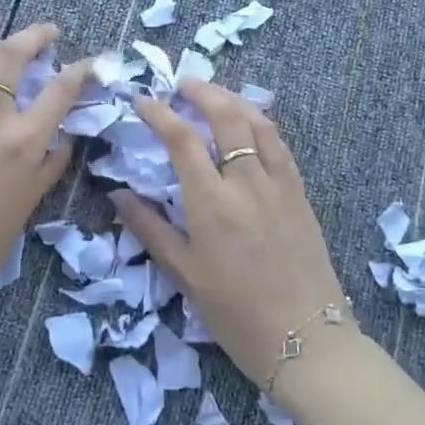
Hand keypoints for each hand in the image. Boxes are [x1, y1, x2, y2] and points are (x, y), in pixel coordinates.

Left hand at [0, 22, 90, 313]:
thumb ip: (50, 164)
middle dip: (34, 36)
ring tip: (8, 49)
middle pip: (11, 56)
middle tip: (48, 34)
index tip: (93, 62)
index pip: (61, 90)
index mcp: (24, 141)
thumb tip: (62, 138)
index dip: (81, 70)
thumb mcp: (30, 203)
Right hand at [109, 80, 353, 387]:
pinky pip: (281, 145)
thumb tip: (118, 195)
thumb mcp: (185, 275)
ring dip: (234, 100)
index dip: (160, 114)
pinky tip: (251, 123)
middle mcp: (247, 183)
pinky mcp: (300, 193)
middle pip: (226, 117)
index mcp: (212, 204)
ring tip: (215, 95)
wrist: (306, 340)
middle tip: (183, 84)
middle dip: (202, 92)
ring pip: (258, 123)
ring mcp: (279, 184)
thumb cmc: (236, 314)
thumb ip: (150, 229)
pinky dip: (261, 123)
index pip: (182, 140)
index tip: (143, 101)